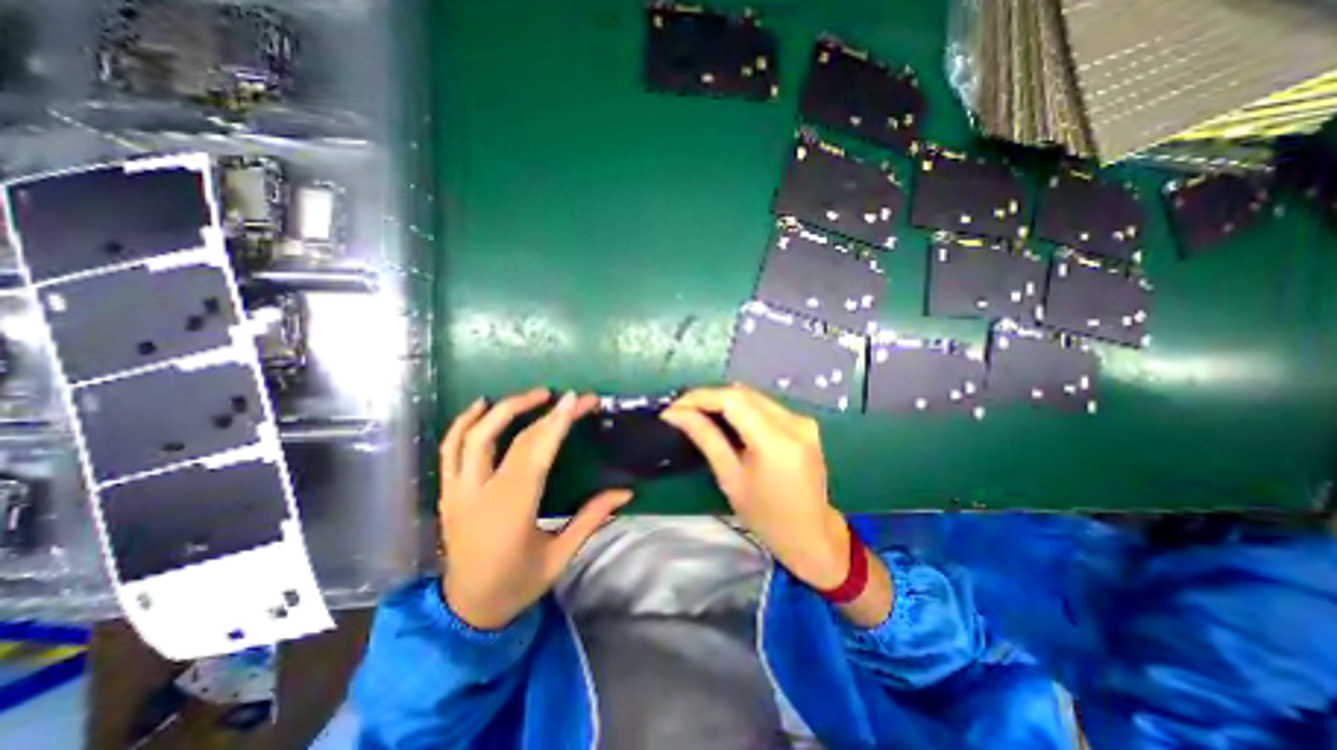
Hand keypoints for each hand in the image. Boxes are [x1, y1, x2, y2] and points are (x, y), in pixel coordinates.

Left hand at [433, 389, 634, 628]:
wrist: (466, 612)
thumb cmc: (517, 585)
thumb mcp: (560, 556)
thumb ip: (592, 518)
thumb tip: (626, 492)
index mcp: (510, 511)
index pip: (535, 453)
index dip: (556, 423)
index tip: (575, 400)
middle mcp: (479, 494)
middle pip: (508, 438)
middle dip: (540, 410)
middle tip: (564, 396)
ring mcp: (457, 491)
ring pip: (472, 436)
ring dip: (502, 409)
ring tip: (532, 395)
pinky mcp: (448, 492)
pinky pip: (449, 448)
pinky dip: (463, 422)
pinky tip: (482, 405)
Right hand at [656, 387, 843, 591]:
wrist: (811, 535)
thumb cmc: (766, 516)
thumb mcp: (730, 478)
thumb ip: (705, 438)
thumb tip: (676, 414)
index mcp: (776, 441)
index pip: (733, 400)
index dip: (701, 397)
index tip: (674, 406)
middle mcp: (794, 422)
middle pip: (744, 393)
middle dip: (710, 397)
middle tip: (683, 409)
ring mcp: (803, 421)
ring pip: (754, 397)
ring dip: (725, 401)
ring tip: (699, 412)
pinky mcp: (804, 424)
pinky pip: (766, 406)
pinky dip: (742, 408)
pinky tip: (726, 419)